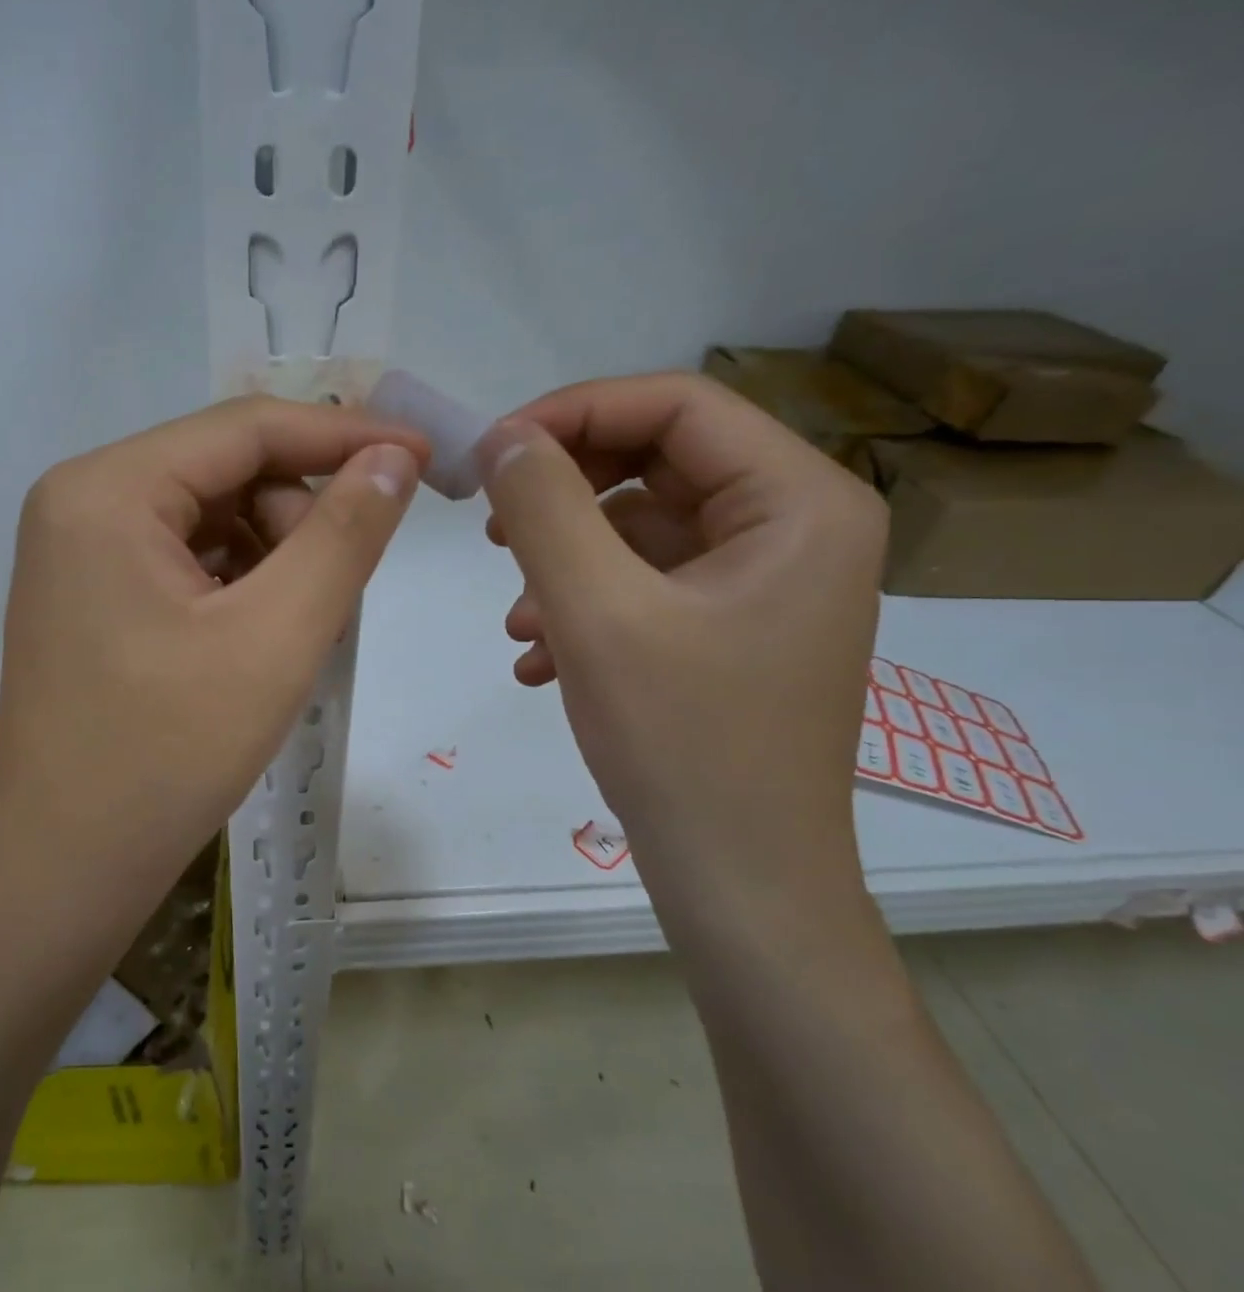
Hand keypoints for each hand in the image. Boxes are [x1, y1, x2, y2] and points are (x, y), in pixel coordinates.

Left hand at [0, 396, 424, 913]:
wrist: (66, 866)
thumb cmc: (169, 754)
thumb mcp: (276, 636)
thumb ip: (342, 535)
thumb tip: (391, 460)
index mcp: (107, 490)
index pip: (245, 428)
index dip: (344, 434)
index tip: (421, 455)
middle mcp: (79, 501)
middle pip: (224, 471)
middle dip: (298, 517)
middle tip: (338, 593)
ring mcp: (75, 550)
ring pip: (208, 517)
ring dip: (271, 557)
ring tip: (295, 630)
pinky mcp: (86, 594)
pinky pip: (181, 558)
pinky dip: (236, 583)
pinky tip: (256, 637)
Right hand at [478, 372, 886, 934]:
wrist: (739, 885)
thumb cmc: (682, 744)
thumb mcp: (597, 613)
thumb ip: (545, 509)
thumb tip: (503, 437)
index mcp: (799, 503)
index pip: (678, 406)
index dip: (575, 412)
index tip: (492, 452)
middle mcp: (795, 529)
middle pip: (658, 464)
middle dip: (565, 494)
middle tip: (494, 531)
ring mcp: (763, 585)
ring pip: (641, 529)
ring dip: (566, 560)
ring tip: (518, 618)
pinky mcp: (730, 630)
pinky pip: (646, 584)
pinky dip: (585, 606)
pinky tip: (539, 657)